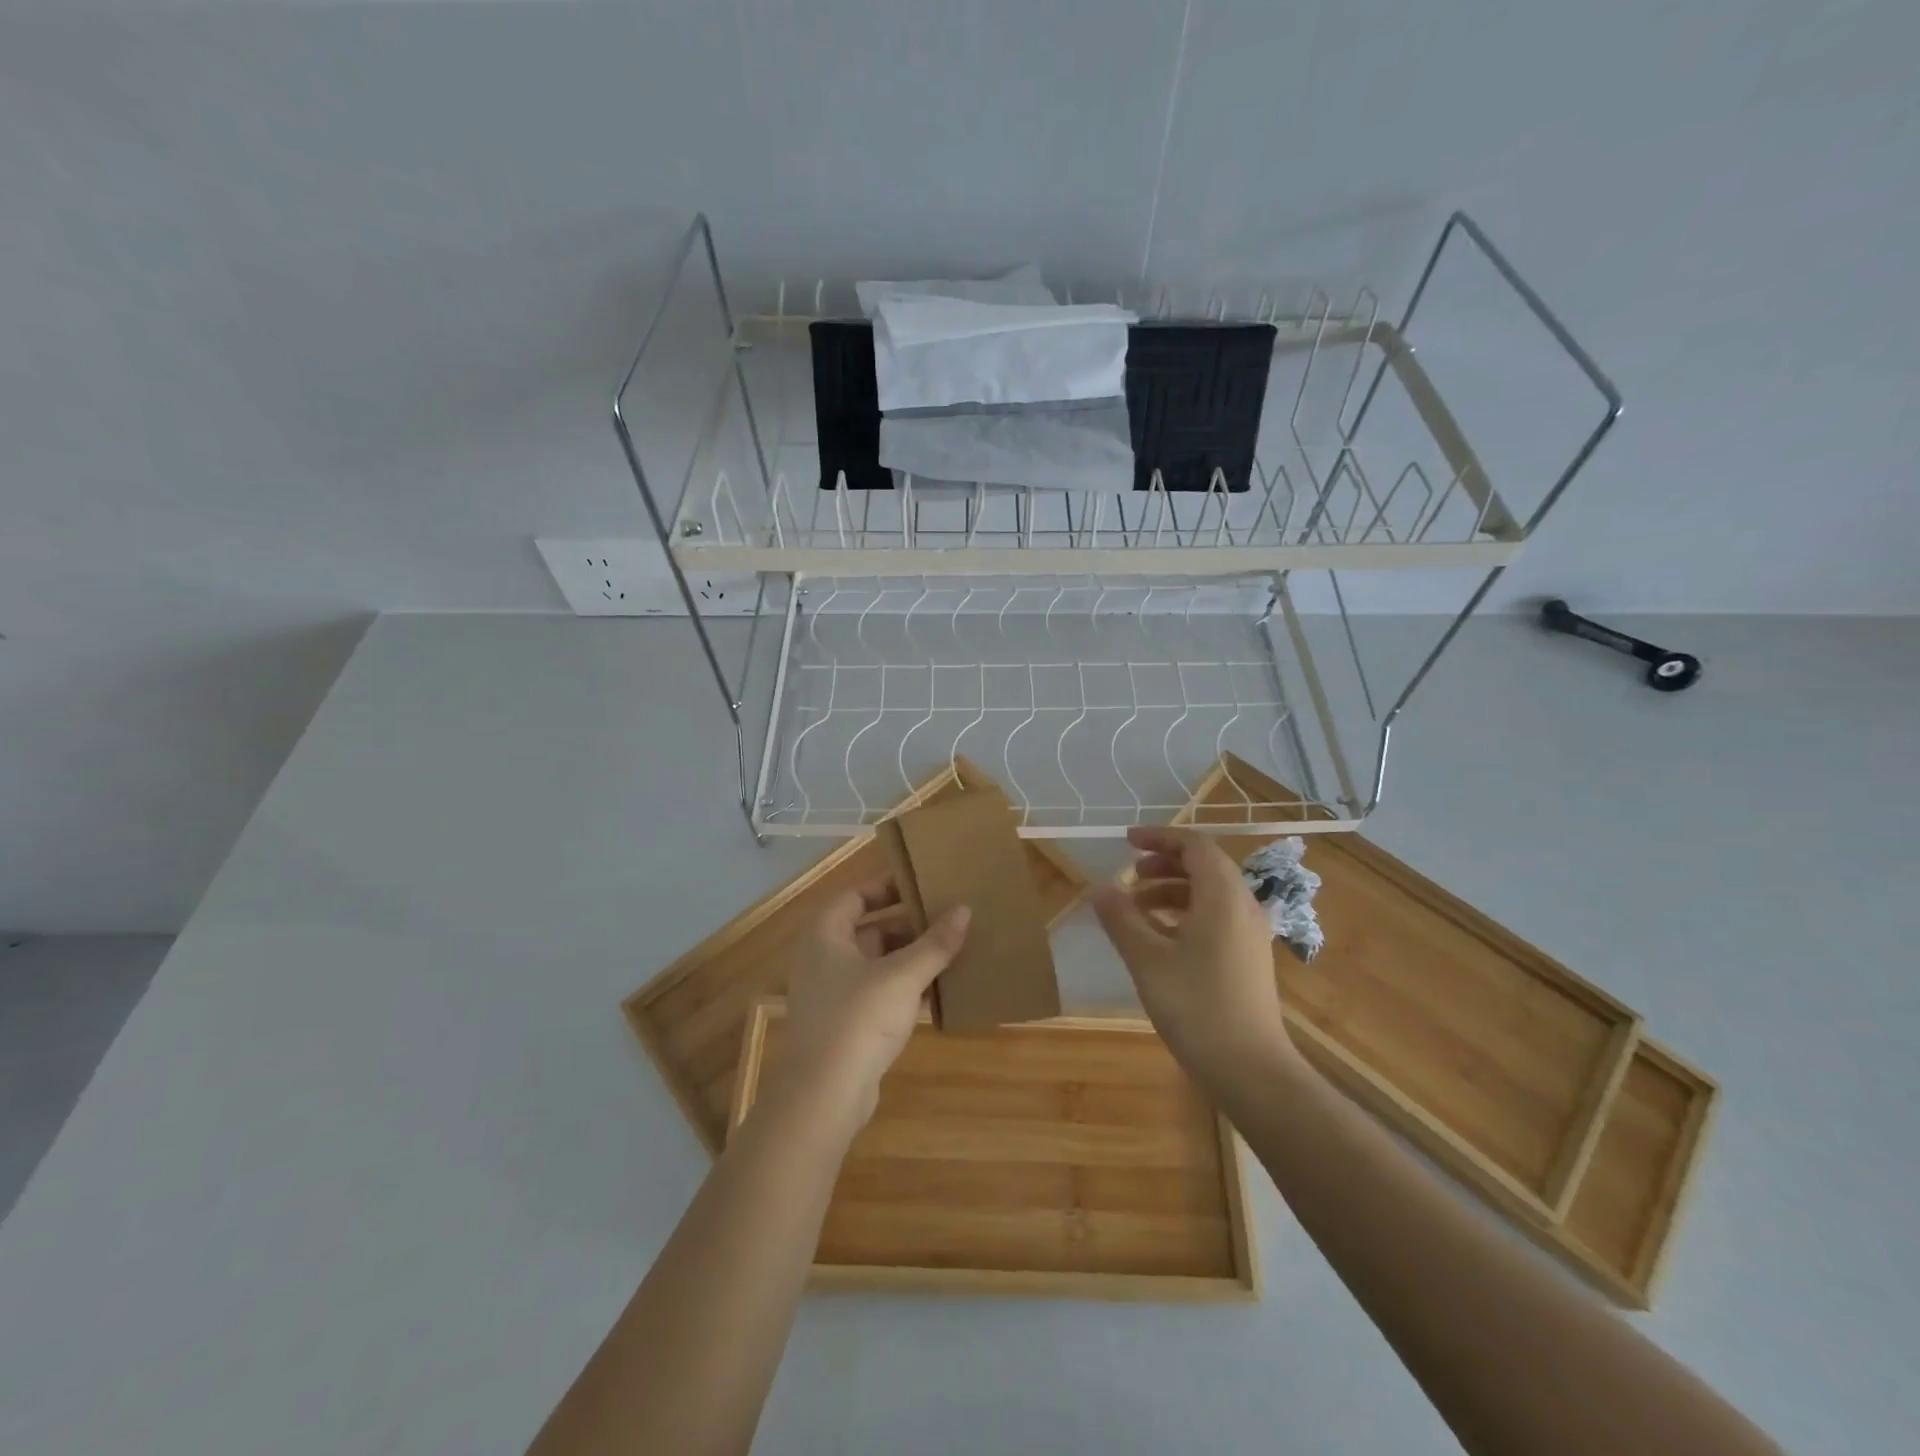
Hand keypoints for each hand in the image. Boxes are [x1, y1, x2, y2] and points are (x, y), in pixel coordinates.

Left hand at [769, 879, 970, 1135]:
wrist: (825, 1096)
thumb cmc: (858, 1019)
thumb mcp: (903, 975)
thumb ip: (935, 943)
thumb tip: (964, 909)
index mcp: (825, 935)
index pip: (856, 895)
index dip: (888, 887)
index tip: (923, 885)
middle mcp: (822, 958)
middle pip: (869, 929)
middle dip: (908, 925)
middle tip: (947, 918)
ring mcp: (832, 993)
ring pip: (876, 963)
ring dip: (910, 958)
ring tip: (951, 950)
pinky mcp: (844, 1024)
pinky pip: (877, 992)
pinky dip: (903, 987)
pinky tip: (937, 990)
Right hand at [1091, 827, 1299, 1095]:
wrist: (1250, 1069)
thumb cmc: (1196, 1006)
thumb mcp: (1147, 959)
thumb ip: (1121, 918)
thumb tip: (1099, 888)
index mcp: (1222, 896)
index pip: (1195, 845)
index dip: (1160, 837)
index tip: (1127, 841)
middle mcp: (1243, 906)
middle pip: (1205, 866)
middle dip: (1164, 863)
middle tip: (1130, 873)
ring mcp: (1249, 934)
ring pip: (1209, 893)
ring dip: (1172, 890)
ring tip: (1135, 907)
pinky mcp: (1248, 957)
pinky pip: (1215, 917)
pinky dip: (1184, 913)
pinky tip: (1159, 937)